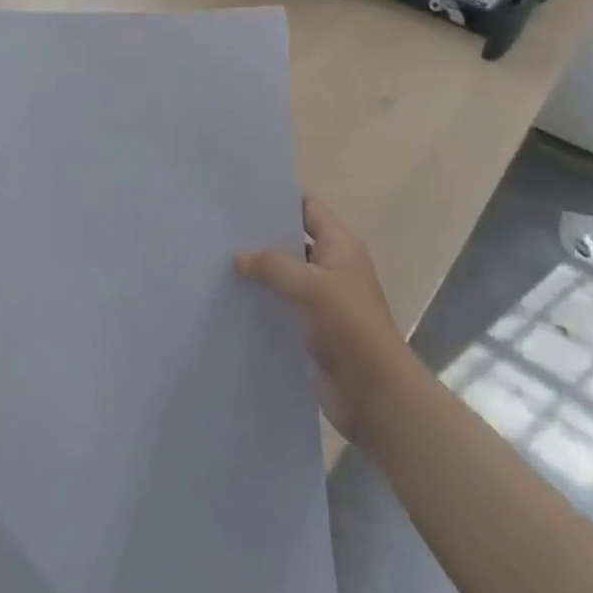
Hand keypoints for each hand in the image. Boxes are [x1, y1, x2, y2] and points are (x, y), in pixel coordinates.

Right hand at [235, 197, 411, 440]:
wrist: (375, 395)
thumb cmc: (351, 327)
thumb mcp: (313, 286)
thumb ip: (274, 265)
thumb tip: (238, 256)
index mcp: (340, 245)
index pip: (308, 207)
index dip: (279, 199)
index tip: (242, 198)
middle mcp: (331, 266)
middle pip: (292, 240)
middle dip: (261, 237)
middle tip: (219, 231)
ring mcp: (321, 300)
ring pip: (283, 276)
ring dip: (257, 273)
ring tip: (216, 264)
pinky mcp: (310, 330)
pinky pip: (281, 307)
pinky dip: (260, 303)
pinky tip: (230, 302)